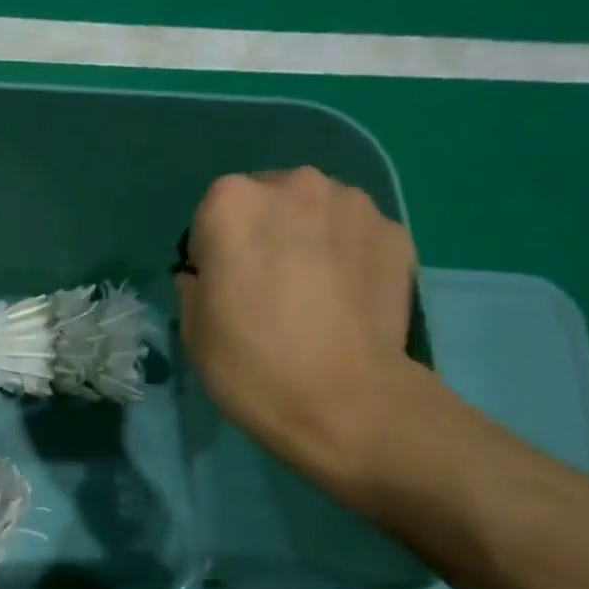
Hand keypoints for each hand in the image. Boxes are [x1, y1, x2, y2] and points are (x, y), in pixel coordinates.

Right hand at [178, 168, 419, 485]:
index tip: (223, 289)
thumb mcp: (193, 333)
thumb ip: (195, 288)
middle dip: (264, 234)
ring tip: (312, 294)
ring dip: (308, 238)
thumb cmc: (251, 366)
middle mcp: (294, 186)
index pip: (210, 215)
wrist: (344, 402)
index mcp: (231, 205)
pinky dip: (347, 256)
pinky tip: (346, 300)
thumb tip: (208, 276)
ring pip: (316, 212)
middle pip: (267, 201)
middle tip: (268, 288)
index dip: (213, 253)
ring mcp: (353, 204)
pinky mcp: (395, 231)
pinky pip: (355, 235)